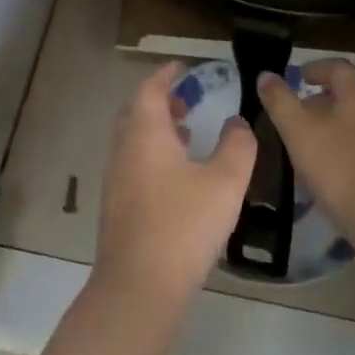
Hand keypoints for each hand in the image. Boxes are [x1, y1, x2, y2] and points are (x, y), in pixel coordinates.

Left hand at [94, 61, 255, 308]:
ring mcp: (116, 181)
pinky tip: (179, 179)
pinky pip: (135, 166)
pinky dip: (155, 157)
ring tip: (189, 135)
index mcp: (144, 134)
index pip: (149, 89)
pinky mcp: (118, 208)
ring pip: (135, 142)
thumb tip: (238, 123)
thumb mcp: (225, 182)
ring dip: (158, 131)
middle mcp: (123, 151)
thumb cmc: (184, 225)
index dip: (166, 74)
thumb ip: (237, 146)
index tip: (183, 67)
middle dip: (161, 102)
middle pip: (137, 114)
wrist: (140, 286)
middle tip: (188, 101)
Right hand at [257, 59, 354, 242]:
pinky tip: (330, 173)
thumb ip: (280, 100)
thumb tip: (266, 75)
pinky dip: (346, 149)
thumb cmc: (338, 169)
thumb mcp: (298, 132)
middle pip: (348, 95)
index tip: (294, 80)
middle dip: (319, 102)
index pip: (337, 67)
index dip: (313, 69)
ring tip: (307, 147)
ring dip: (332, 127)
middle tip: (293, 119)